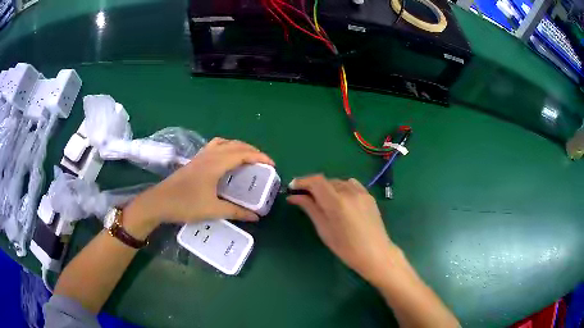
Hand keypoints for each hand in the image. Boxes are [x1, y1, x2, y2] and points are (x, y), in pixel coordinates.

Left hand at [123, 137, 273, 236]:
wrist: (159, 202)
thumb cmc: (185, 205)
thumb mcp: (213, 210)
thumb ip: (236, 212)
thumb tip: (256, 217)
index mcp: (216, 164)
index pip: (242, 154)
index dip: (259, 156)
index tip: (272, 164)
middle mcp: (209, 155)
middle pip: (235, 145)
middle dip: (252, 150)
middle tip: (263, 162)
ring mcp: (200, 156)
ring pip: (224, 143)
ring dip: (238, 147)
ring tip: (247, 158)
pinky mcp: (194, 161)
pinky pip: (215, 147)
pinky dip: (226, 148)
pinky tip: (226, 160)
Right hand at [287, 175, 398, 283]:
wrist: (375, 253)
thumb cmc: (346, 247)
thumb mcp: (324, 229)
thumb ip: (310, 208)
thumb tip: (294, 196)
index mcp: (336, 202)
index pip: (316, 181)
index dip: (302, 181)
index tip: (292, 187)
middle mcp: (349, 192)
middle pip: (326, 180)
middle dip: (312, 186)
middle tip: (303, 197)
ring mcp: (361, 192)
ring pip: (338, 182)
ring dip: (327, 187)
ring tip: (322, 200)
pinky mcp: (369, 195)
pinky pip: (351, 185)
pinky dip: (341, 188)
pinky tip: (340, 200)